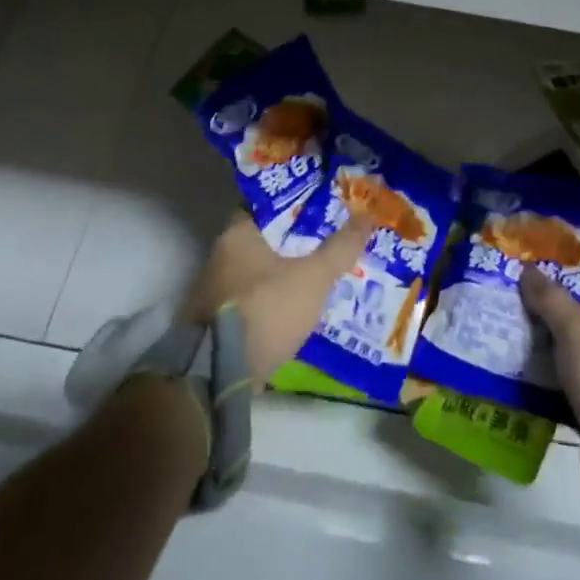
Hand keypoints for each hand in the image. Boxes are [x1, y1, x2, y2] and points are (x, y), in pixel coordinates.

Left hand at [179, 213, 375, 386]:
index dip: (295, 208)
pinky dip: (270, 303)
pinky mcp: (213, 323)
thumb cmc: (267, 308)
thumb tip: (367, 217)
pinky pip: (250, 302)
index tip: (321, 212)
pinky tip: (294, 311)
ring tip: (316, 280)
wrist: (222, 371)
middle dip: (291, 246)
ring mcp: (212, 291)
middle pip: (262, 242)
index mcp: (236, 235)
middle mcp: (218, 256)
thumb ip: (339, 249)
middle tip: (326, 246)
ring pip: (255, 274)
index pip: (266, 208)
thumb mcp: (313, 278)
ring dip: (280, 277)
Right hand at [520, 268, 579, 528]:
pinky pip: (578, 401)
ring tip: (519, 349)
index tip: (551, 293)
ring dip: (557, 364)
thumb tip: (529, 269)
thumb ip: (553, 301)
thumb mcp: (578, 333)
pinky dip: (556, 395)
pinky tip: (528, 387)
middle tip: (527, 318)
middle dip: (564, 331)